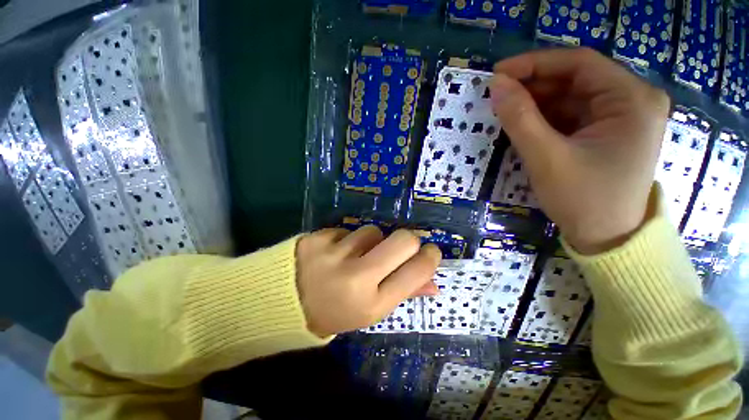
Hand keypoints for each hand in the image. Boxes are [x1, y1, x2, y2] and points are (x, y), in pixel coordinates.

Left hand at [296, 226, 441, 336]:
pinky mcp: (318, 237)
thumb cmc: (334, 311)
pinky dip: (346, 239)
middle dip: (407, 240)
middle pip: (402, 239)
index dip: (429, 257)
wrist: (283, 304)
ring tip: (353, 256)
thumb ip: (403, 294)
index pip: (416, 272)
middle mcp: (355, 278)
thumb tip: (433, 283)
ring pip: (373, 231)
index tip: (430, 251)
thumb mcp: (369, 311)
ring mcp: (334, 254)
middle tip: (399, 246)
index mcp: (371, 303)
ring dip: (370, 241)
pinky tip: (332, 252)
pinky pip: (347, 230)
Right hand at [490, 48, 669, 253]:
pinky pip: (572, 116)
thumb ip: (520, 119)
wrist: (605, 239)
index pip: (579, 64)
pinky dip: (545, 118)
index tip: (498, 73)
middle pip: (576, 80)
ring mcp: (621, 117)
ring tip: (505, 112)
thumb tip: (496, 85)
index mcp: (632, 99)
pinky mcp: (607, 133)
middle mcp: (633, 101)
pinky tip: (524, 125)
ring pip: (571, 98)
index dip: (535, 64)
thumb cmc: (583, 200)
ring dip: (536, 103)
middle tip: (497, 96)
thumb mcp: (546, 158)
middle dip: (533, 86)